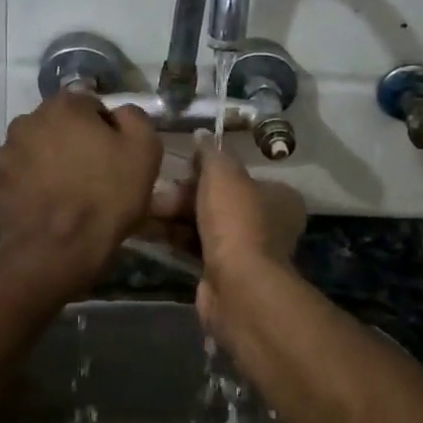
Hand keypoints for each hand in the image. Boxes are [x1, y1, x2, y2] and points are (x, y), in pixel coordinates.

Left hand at [0, 93, 162, 298]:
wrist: (55, 251)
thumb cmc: (105, 196)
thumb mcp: (144, 150)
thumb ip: (135, 118)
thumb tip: (120, 114)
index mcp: (64, 105)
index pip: (92, 105)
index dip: (108, 129)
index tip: (117, 156)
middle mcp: (29, 119)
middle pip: (63, 125)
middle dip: (78, 142)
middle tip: (97, 175)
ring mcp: (8, 151)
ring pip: (41, 148)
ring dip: (55, 161)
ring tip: (72, 194)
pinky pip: (26, 175)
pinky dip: (38, 184)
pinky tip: (53, 207)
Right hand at [154, 141, 305, 338]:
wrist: (238, 287)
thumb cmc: (236, 221)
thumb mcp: (223, 173)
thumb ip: (211, 153)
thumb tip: (202, 135)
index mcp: (279, 197)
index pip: (239, 175)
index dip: (208, 170)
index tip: (182, 167)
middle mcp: (267, 223)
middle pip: (218, 200)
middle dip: (184, 196)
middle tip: (156, 193)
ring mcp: (247, 251)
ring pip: (204, 225)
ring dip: (174, 217)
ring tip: (143, 210)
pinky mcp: (224, 274)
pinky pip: (195, 248)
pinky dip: (174, 239)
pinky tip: (147, 231)